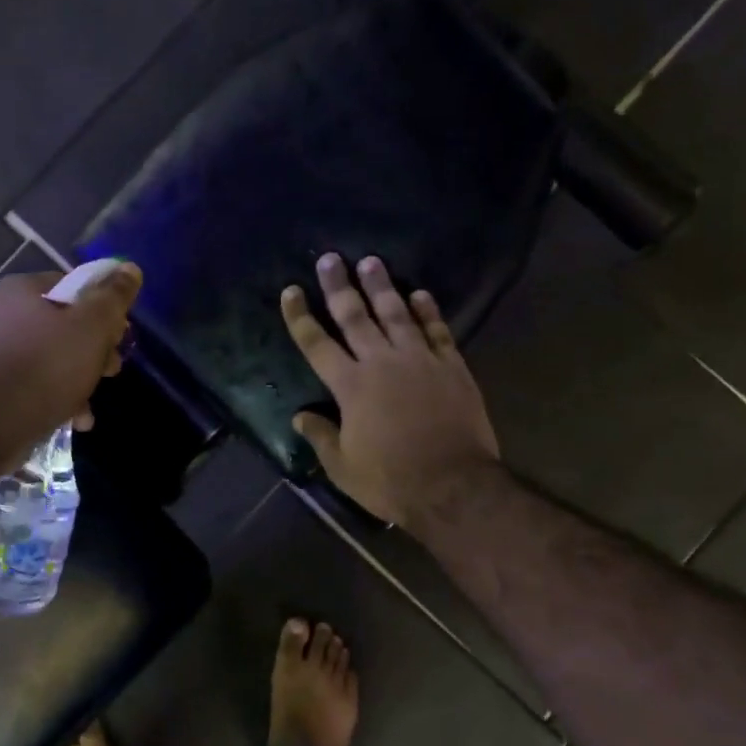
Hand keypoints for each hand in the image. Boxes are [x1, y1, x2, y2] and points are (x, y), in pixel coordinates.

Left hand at [0, 264, 141, 470]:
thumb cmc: (48, 365)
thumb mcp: (93, 326)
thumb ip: (114, 296)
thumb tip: (129, 268)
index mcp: (21, 290)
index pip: (73, 286)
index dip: (103, 309)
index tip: (119, 335)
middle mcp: (0, 313)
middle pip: (63, 324)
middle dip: (93, 349)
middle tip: (110, 369)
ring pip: (50, 357)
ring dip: (78, 377)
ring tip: (91, 401)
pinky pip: (33, 383)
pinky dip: (56, 396)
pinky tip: (74, 417)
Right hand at [282, 254, 499, 528]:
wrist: (453, 486)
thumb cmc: (391, 480)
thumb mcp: (343, 467)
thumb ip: (320, 437)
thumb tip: (299, 417)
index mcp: (350, 386)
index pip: (316, 343)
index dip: (300, 316)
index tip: (291, 291)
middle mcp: (381, 362)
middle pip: (355, 316)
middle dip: (339, 286)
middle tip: (330, 259)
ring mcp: (419, 360)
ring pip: (396, 313)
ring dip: (382, 287)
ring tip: (371, 262)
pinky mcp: (451, 366)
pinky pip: (437, 330)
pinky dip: (428, 311)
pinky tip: (420, 293)